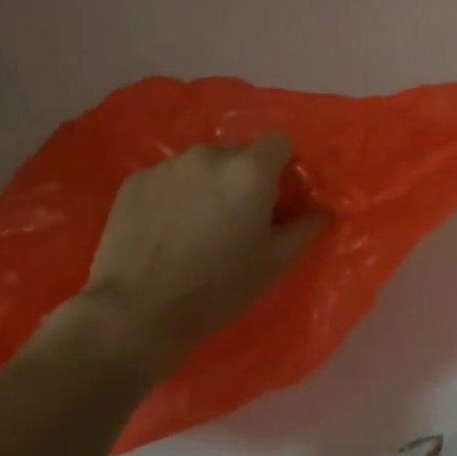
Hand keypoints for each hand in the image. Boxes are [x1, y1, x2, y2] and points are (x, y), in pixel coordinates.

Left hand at [67, 137, 327, 376]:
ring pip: (202, 166)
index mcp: (250, 170)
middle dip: (243, 178)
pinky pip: (168, 178)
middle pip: (239, 154)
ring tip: (198, 225)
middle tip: (238, 217)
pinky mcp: (134, 182)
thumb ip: (305, 228)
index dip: (284, 165)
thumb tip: (322, 212)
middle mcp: (210, 156)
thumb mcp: (276, 263)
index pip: (279, 142)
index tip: (279, 196)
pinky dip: (175, 194)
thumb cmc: (219, 286)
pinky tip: (167, 229)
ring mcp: (168, 166)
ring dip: (208, 185)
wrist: (136, 313)